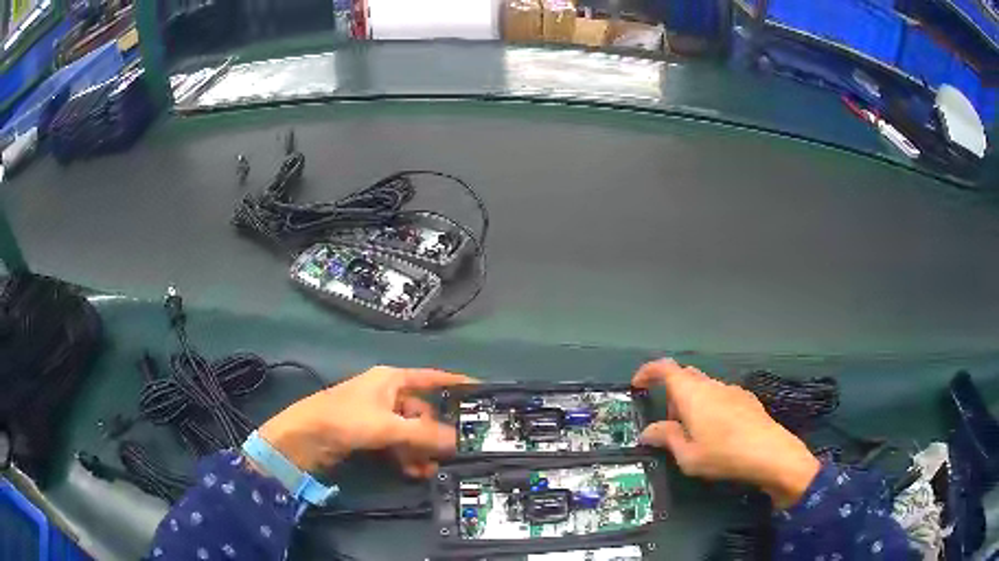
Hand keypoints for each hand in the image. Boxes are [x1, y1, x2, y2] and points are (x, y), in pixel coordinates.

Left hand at [257, 366, 474, 478]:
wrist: (303, 439)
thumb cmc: (344, 419)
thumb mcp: (387, 426)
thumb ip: (424, 434)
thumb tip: (459, 442)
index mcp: (392, 380)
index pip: (432, 378)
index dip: (456, 384)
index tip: (482, 394)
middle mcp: (388, 394)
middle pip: (422, 413)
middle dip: (435, 434)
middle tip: (452, 454)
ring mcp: (378, 416)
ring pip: (410, 432)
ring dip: (421, 451)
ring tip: (429, 470)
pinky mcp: (369, 435)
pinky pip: (397, 444)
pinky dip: (406, 457)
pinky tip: (413, 472)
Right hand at [633, 359, 819, 508]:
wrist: (771, 453)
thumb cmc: (723, 454)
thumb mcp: (687, 455)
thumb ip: (666, 438)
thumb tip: (649, 431)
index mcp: (692, 394)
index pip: (665, 368)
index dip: (648, 371)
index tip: (637, 384)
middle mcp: (712, 385)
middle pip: (685, 377)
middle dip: (672, 394)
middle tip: (670, 422)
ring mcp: (732, 390)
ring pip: (704, 388)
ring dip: (693, 403)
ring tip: (695, 434)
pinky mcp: (747, 399)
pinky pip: (721, 396)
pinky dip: (711, 408)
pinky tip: (719, 434)